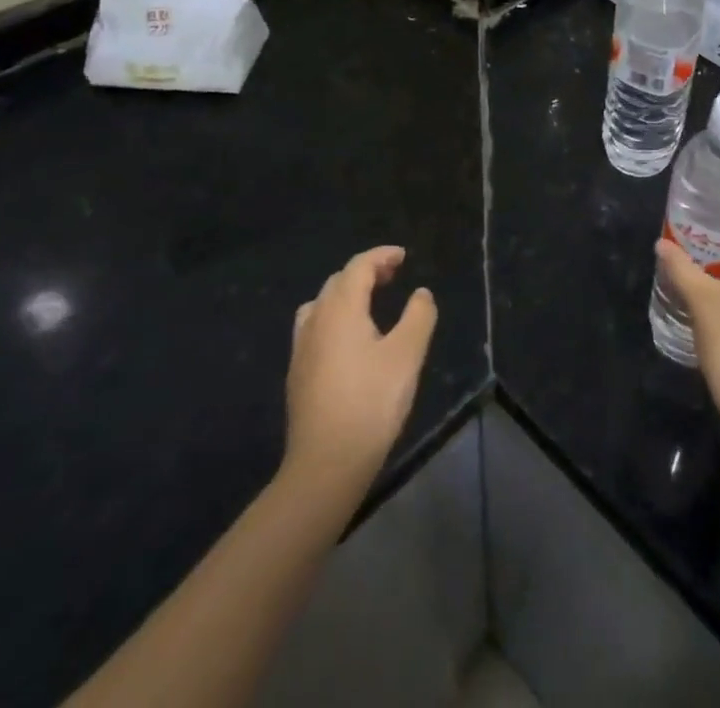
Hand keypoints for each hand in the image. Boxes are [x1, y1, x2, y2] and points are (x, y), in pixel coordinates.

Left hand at [285, 246, 436, 491]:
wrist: (326, 464)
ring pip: (321, 304)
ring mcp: (301, 348)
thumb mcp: (407, 355)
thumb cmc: (371, 402)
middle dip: (365, 272)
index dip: (381, 256)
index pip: (358, 267)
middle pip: (338, 282)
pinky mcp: (298, 374)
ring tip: (370, 303)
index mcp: (341, 309)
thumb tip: (421, 293)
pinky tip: (349, 340)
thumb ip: (418, 316)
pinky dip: (335, 317)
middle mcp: (316, 320)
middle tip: (393, 276)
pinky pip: (315, 327)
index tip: (402, 256)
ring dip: (346, 294)